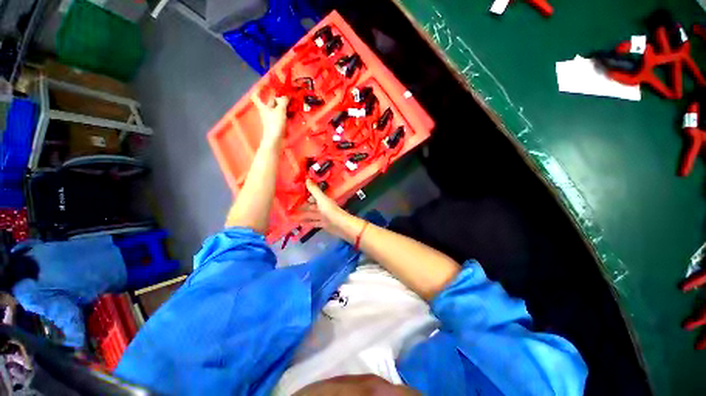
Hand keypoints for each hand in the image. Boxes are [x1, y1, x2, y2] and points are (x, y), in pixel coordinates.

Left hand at [252, 91, 288, 144]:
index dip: (259, 90)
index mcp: (263, 107)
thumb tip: (286, 95)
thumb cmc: (275, 124)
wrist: (275, 140)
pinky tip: (292, 114)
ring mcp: (272, 119)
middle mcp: (266, 112)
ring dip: (285, 107)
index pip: (257, 96)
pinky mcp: (277, 125)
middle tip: (288, 95)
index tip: (264, 85)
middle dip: (279, 99)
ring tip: (293, 103)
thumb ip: (283, 101)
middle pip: (271, 103)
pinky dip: (287, 114)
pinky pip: (282, 117)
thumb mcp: (280, 110)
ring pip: (278, 110)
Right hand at [297, 179, 362, 239]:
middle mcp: (323, 207)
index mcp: (323, 200)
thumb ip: (314, 190)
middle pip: (311, 206)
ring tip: (292, 215)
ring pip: (311, 214)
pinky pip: (314, 222)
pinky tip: (300, 223)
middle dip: (302, 206)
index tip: (295, 194)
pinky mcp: (323, 224)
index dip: (305, 194)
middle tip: (290, 206)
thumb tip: (307, 179)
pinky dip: (307, 223)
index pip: (313, 195)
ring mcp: (323, 216)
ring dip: (303, 215)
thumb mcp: (321, 199)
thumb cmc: (330, 211)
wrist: (341, 225)